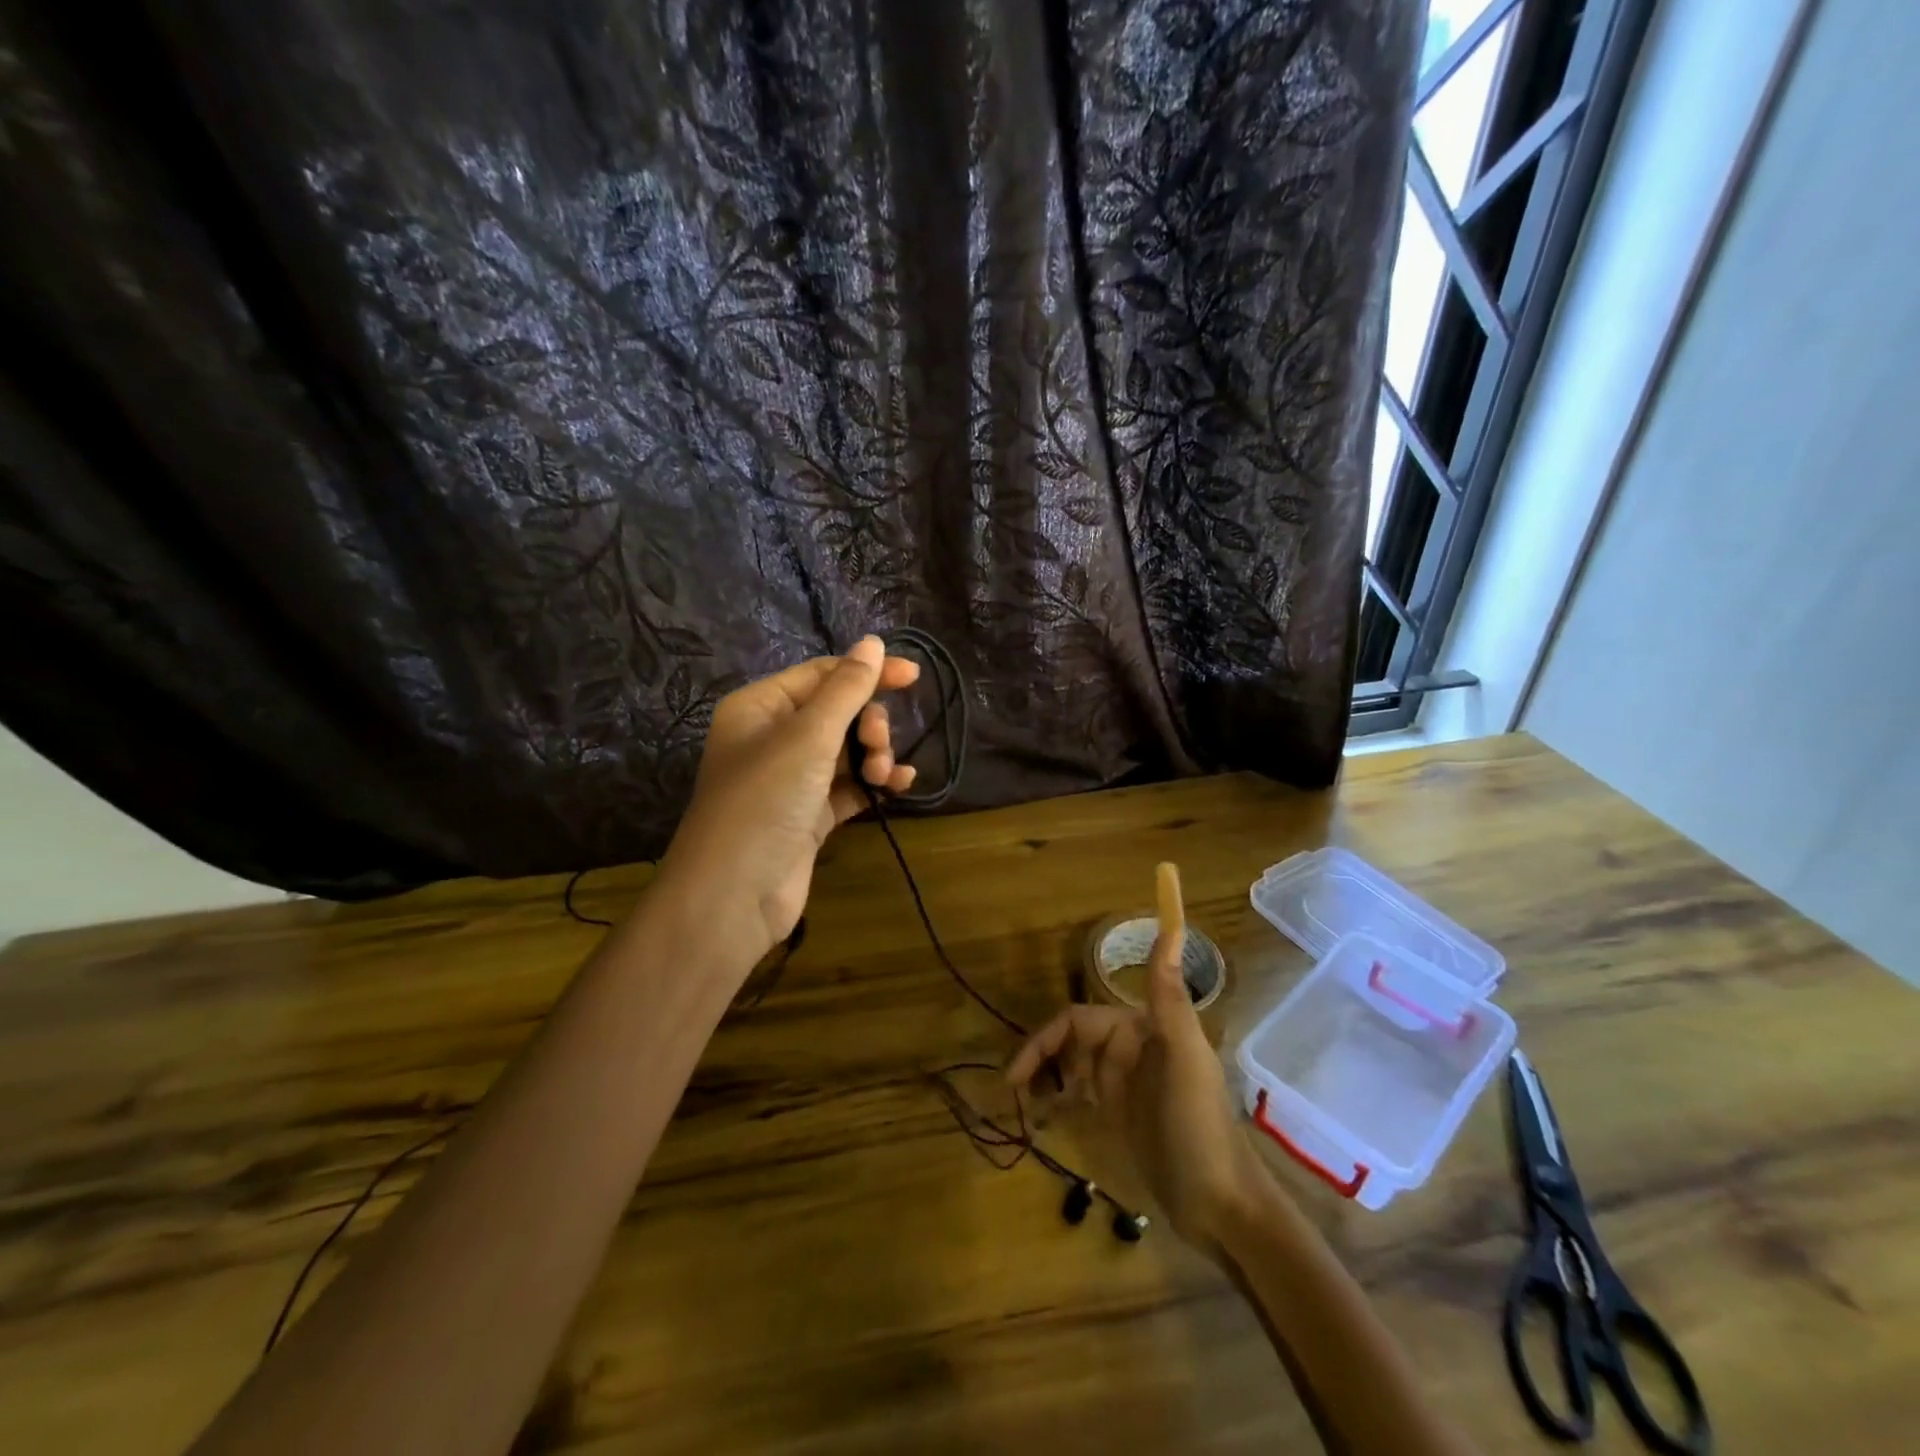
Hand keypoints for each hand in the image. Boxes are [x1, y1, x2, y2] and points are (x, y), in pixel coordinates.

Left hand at [658, 636, 919, 962]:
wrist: (734, 895)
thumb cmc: (765, 801)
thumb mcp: (808, 737)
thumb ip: (846, 689)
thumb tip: (872, 642)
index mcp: (760, 707)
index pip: (821, 675)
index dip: (867, 672)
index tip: (913, 676)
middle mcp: (773, 738)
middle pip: (838, 713)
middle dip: (868, 724)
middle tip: (879, 744)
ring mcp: (791, 779)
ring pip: (847, 751)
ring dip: (874, 755)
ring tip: (884, 773)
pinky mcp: (808, 815)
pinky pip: (849, 786)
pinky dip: (873, 783)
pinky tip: (900, 785)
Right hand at [1006, 926, 1269, 1249]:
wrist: (1222, 1205)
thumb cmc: (1197, 1124)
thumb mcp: (1181, 1055)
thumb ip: (1167, 993)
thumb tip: (1173, 924)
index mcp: (1139, 1029)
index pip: (1077, 1021)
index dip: (1044, 1040)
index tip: (1014, 1073)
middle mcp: (1128, 1050)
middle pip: (1069, 1044)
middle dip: (1038, 1062)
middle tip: (1012, 1095)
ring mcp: (1124, 1086)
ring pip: (1071, 1070)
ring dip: (1045, 1081)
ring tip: (1022, 1110)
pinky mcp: (1121, 1117)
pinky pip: (1080, 1098)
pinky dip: (1059, 1102)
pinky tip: (1042, 1120)